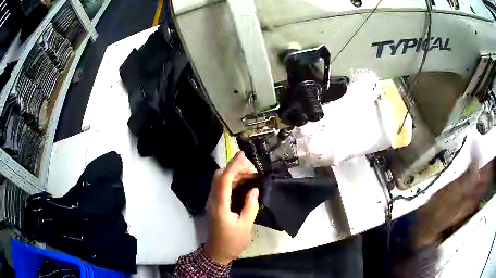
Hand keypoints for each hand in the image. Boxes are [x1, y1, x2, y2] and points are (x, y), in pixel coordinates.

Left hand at [204, 151, 259, 264]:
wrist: (218, 252)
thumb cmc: (232, 241)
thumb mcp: (246, 225)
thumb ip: (250, 206)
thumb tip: (254, 190)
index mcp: (220, 205)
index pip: (225, 180)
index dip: (233, 165)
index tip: (243, 154)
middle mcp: (213, 200)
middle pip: (219, 176)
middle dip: (234, 168)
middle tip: (252, 171)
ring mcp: (212, 202)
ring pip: (220, 181)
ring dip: (234, 175)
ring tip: (251, 177)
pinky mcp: (215, 204)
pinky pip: (222, 188)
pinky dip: (232, 182)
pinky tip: (244, 185)